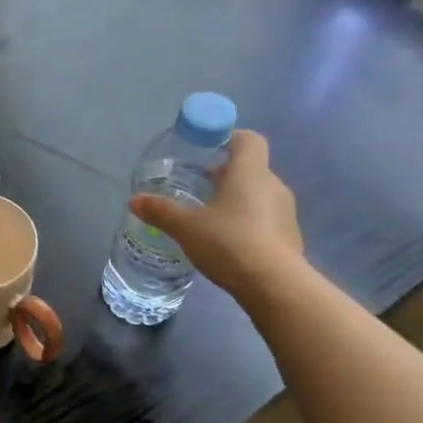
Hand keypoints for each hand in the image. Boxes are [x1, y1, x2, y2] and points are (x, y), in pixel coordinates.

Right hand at [131, 129, 303, 303]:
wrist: (273, 284)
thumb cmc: (228, 242)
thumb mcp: (186, 227)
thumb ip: (160, 211)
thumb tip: (134, 200)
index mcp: (250, 172)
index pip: (247, 139)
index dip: (228, 137)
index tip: (206, 148)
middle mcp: (272, 185)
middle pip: (249, 168)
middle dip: (224, 174)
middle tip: (197, 187)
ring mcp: (284, 212)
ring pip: (257, 195)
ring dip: (235, 200)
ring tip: (208, 218)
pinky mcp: (288, 236)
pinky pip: (264, 219)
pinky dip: (246, 223)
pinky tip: (226, 242)